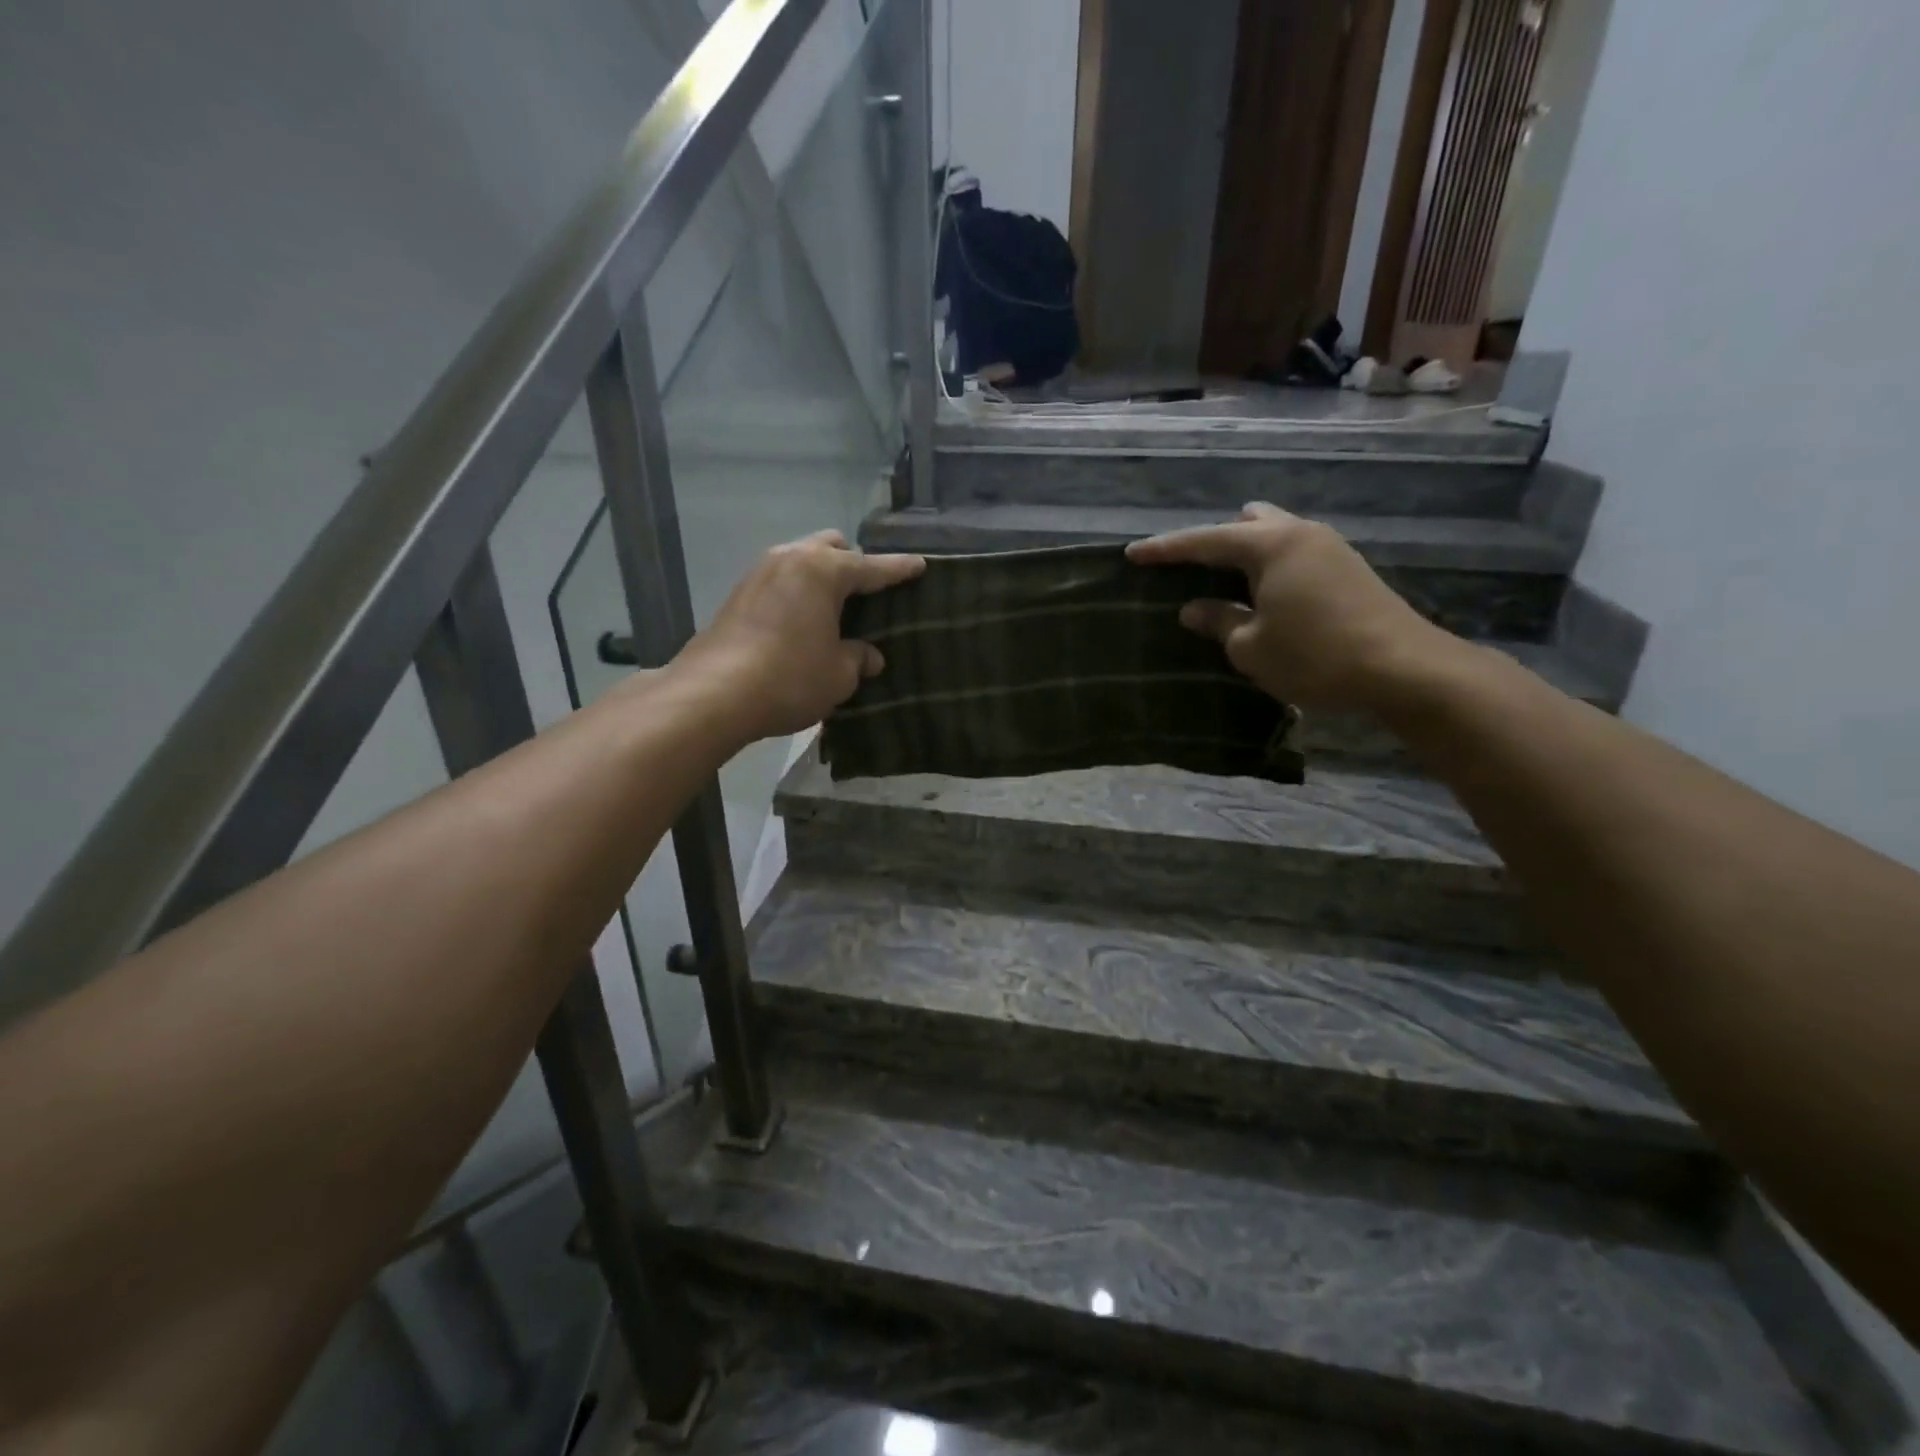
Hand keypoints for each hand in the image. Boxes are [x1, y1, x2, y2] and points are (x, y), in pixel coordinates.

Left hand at [672, 529, 924, 743]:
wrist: (714, 694)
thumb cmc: (790, 677)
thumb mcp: (839, 674)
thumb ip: (859, 658)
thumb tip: (869, 656)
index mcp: (824, 570)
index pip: (873, 567)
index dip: (899, 569)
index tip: (920, 565)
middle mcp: (791, 558)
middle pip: (831, 548)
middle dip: (853, 563)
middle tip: (868, 593)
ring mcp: (759, 573)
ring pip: (802, 561)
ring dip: (821, 578)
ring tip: (835, 609)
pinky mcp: (738, 594)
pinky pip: (781, 582)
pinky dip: (798, 593)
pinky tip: (803, 623)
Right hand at [1126, 502, 1457, 712]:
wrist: (1403, 669)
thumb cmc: (1315, 656)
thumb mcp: (1251, 646)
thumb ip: (1218, 621)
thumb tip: (1193, 609)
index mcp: (1270, 545)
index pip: (1204, 541)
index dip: (1164, 549)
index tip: (1132, 553)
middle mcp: (1300, 533)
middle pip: (1245, 524)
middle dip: (1213, 542)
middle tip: (1190, 571)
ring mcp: (1329, 548)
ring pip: (1274, 536)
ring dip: (1245, 555)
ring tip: (1226, 585)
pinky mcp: (1348, 568)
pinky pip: (1294, 554)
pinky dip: (1270, 567)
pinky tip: (1264, 596)